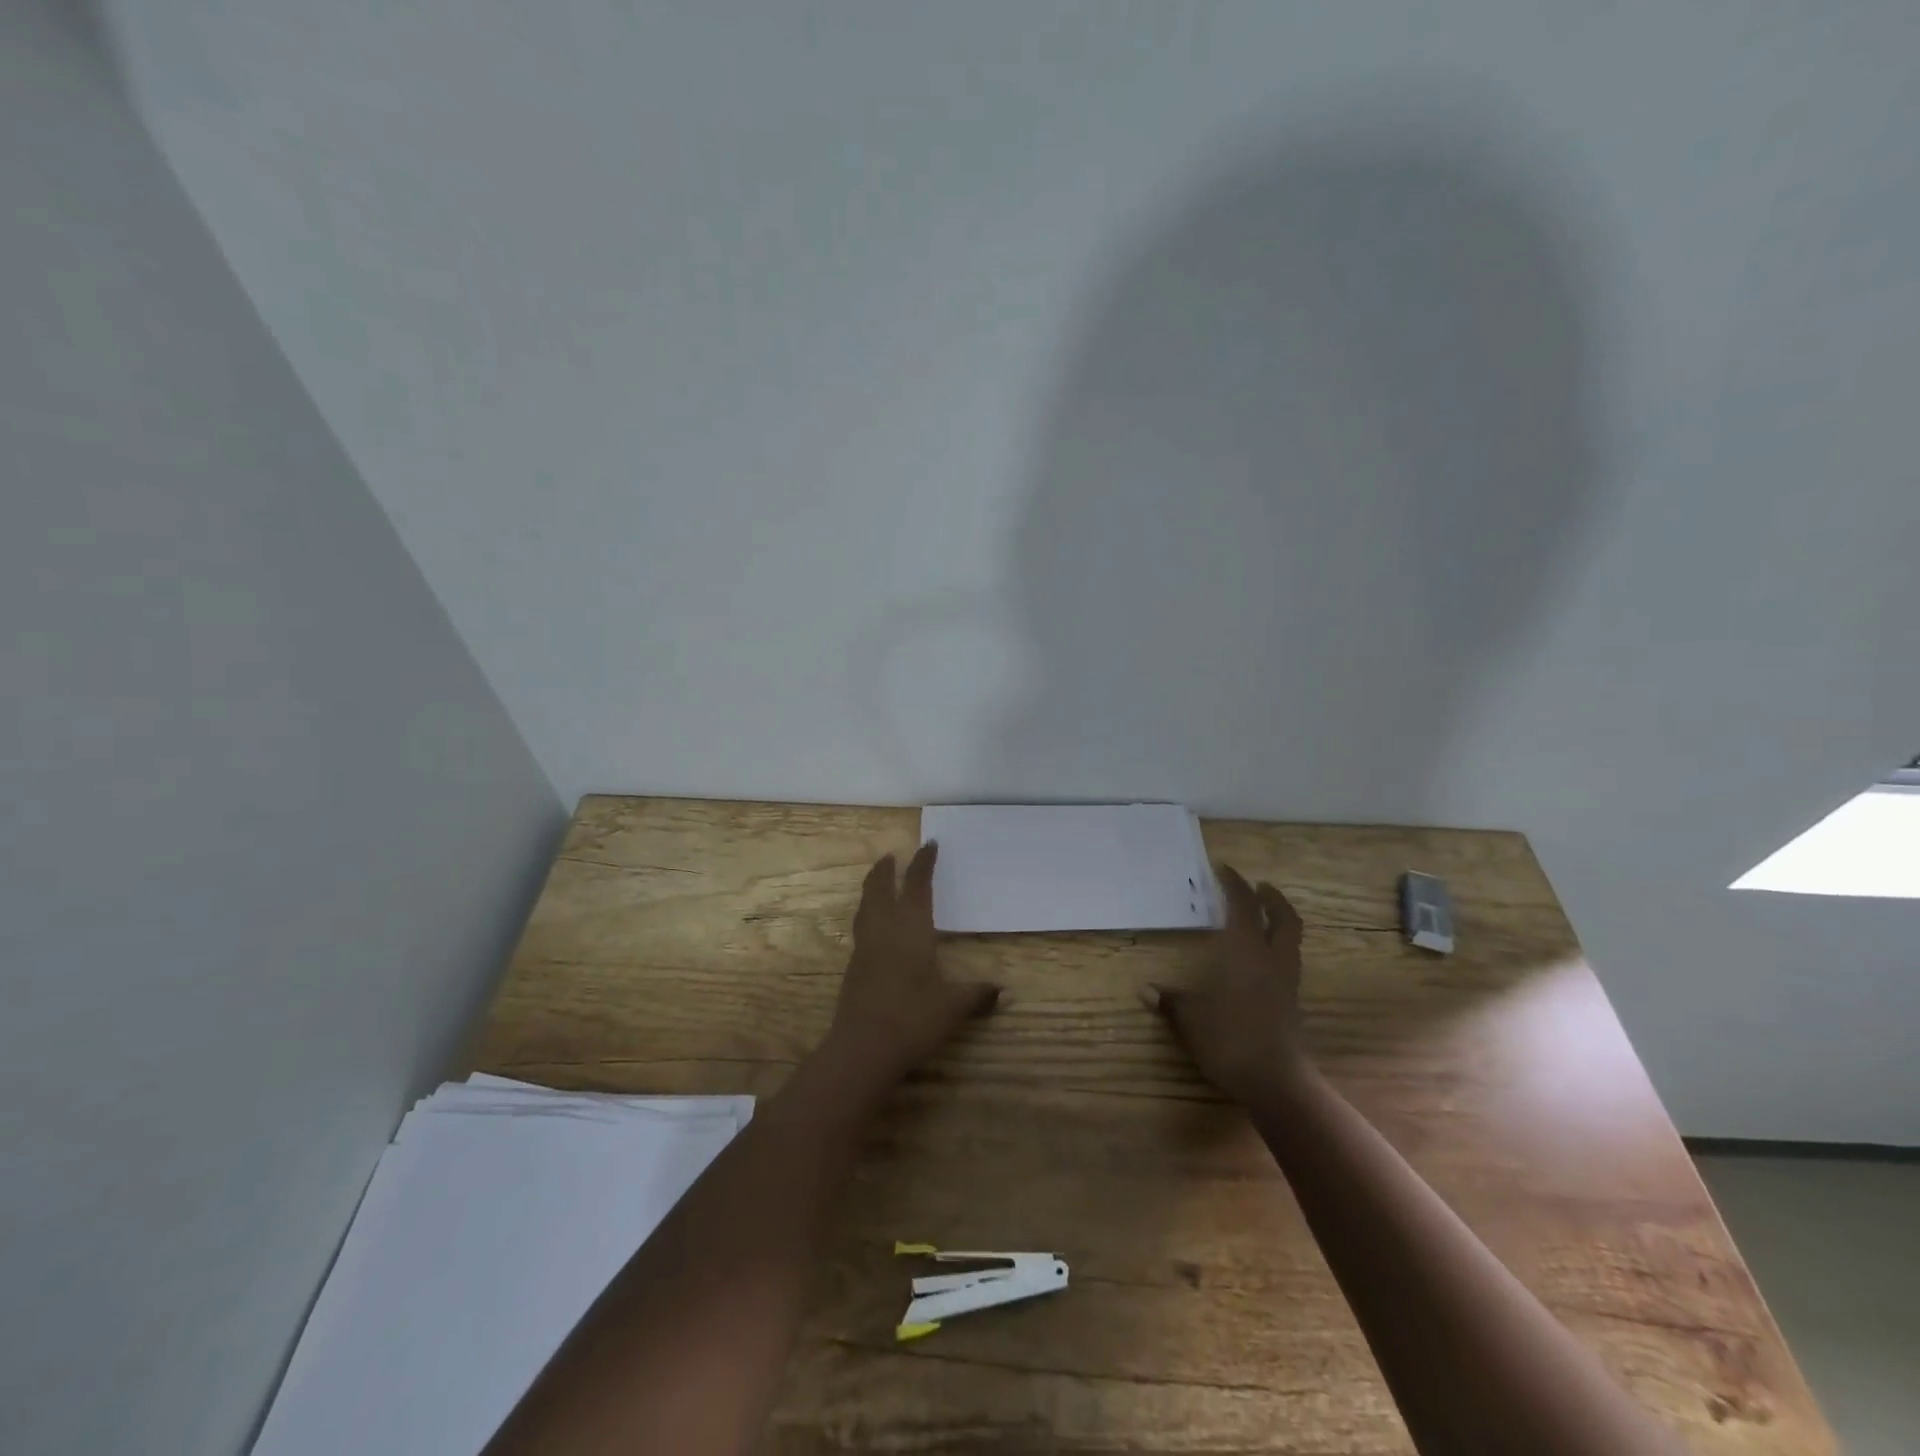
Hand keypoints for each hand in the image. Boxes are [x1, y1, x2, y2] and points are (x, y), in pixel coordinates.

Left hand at [819, 844, 998, 1092]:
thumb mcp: (953, 1006)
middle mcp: (884, 930)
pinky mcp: (854, 968)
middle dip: (885, 870)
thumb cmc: (912, 1019)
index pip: (917, 886)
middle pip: (879, 889)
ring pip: (865, 907)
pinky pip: (861, 928)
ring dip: (872, 889)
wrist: (862, 1048)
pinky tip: (875, 928)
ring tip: (878, 882)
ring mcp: (865, 948)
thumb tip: (1000, 990)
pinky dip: (868, 914)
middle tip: (890, 856)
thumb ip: (976, 994)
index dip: (923, 864)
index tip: (929, 844)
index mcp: (911, 929)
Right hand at [1146, 865, 1306, 1104]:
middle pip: (1284, 918)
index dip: (1234, 884)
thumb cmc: (1229, 1037)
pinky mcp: (1292, 1002)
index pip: (1243, 905)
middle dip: (1272, 898)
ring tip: (1262, 918)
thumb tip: (1145, 991)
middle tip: (1259, 887)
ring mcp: (1287, 981)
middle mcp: (1272, 958)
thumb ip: (1170, 1001)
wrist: (1275, 1079)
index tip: (1222, 869)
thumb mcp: (1190, 1018)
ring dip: (1279, 922)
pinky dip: (1278, 948)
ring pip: (1291, 940)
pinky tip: (1261, 959)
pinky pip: (1288, 961)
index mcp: (1246, 950)